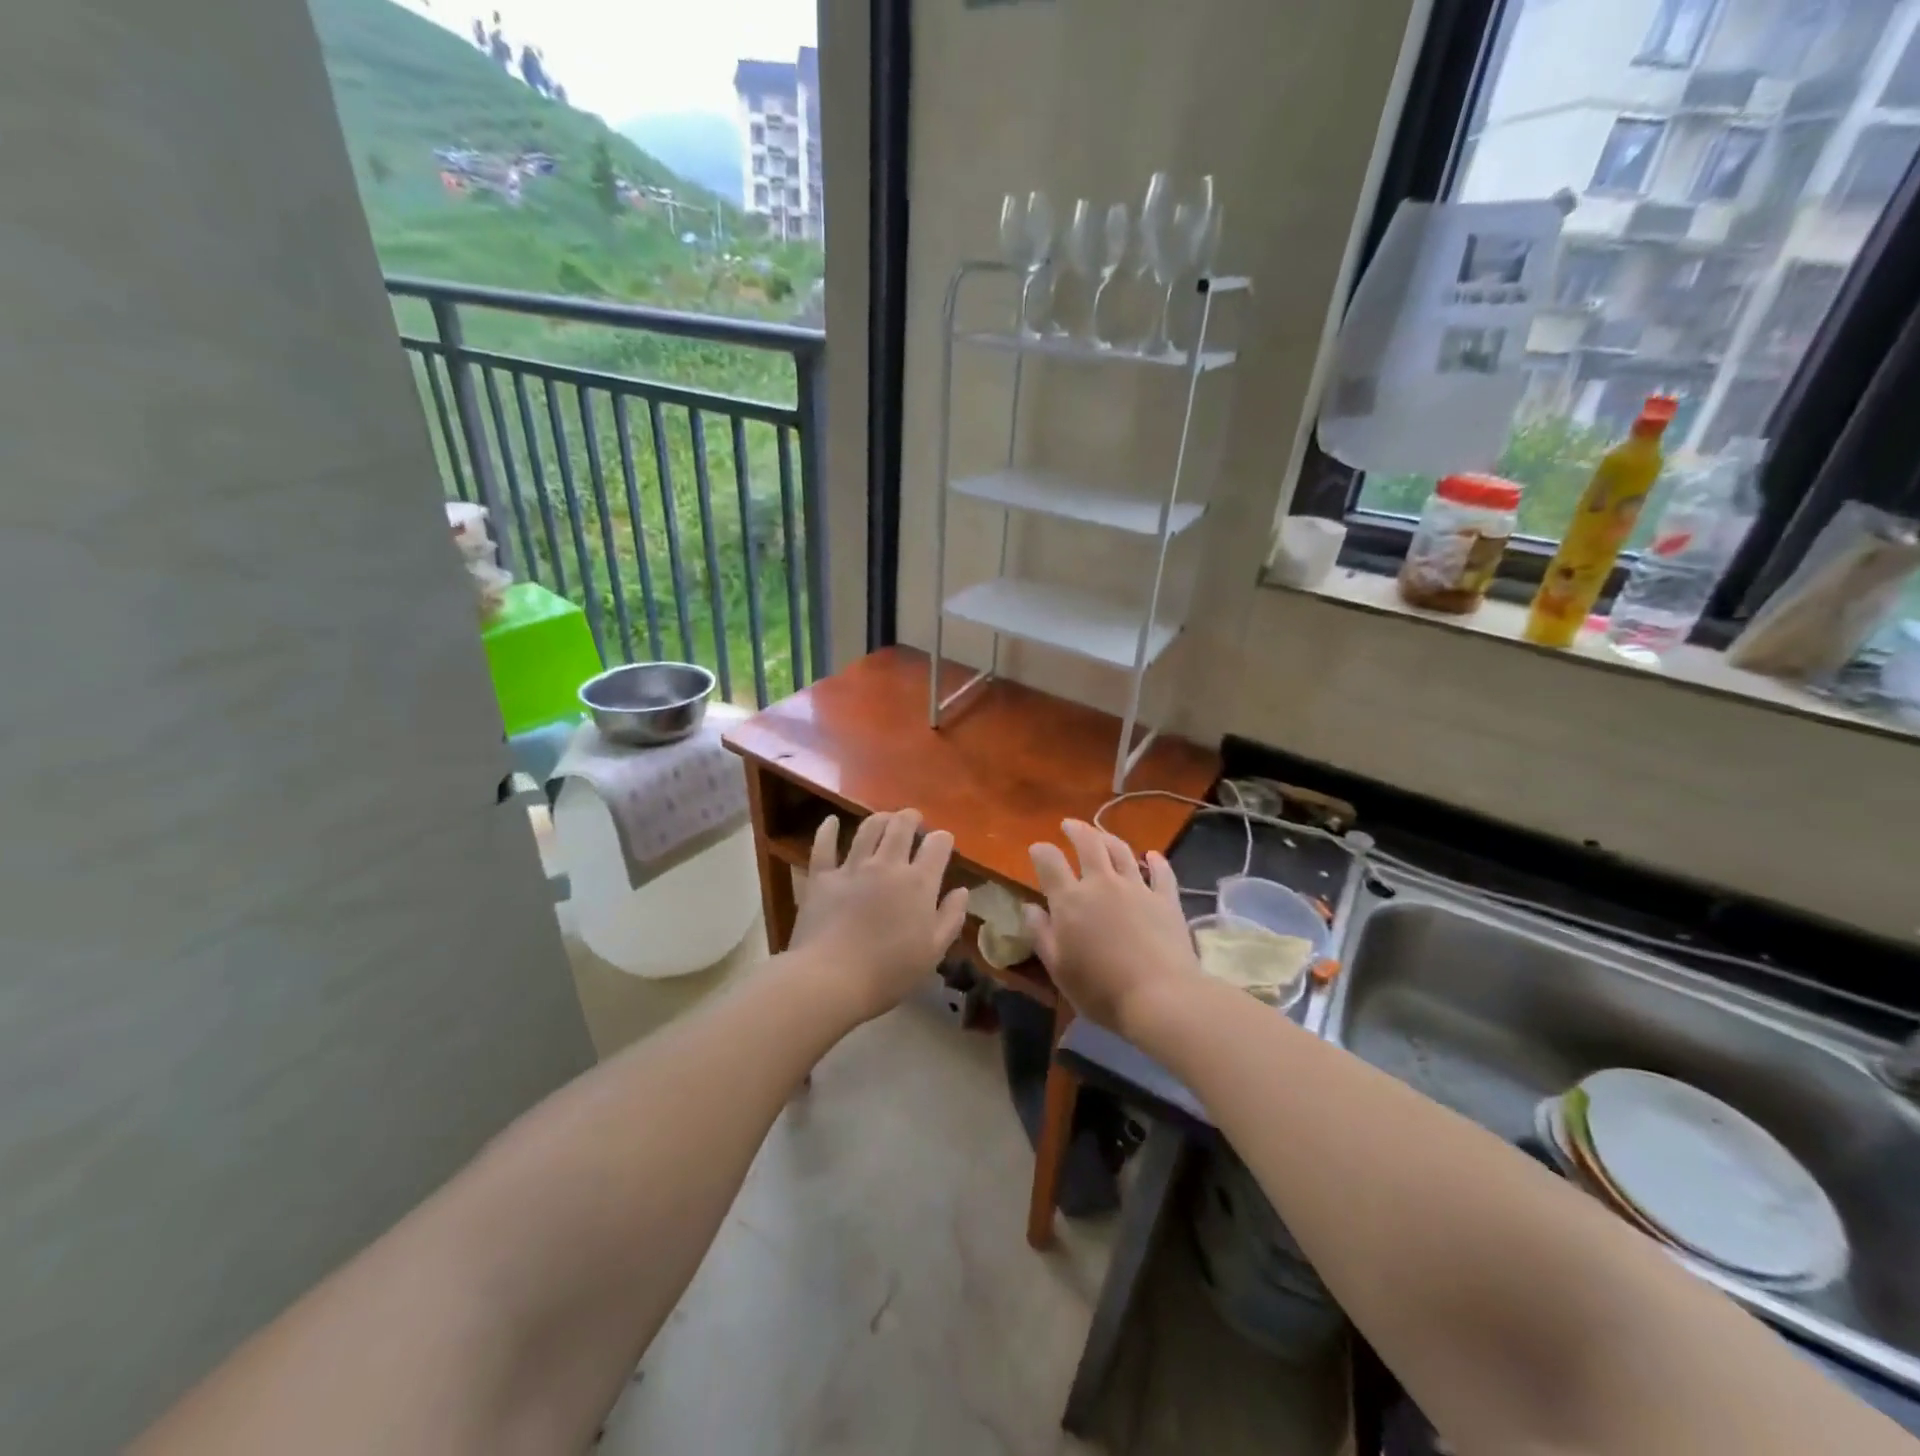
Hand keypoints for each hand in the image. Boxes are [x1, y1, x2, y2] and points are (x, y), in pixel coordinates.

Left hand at [788, 809, 969, 1022]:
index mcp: (918, 883)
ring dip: (879, 818)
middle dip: (911, 818)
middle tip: (913, 819)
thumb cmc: (889, 971)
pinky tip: (830, 821)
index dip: (943, 839)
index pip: (937, 846)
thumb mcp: (933, 951)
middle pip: (901, 827)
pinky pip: (824, 846)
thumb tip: (961, 890)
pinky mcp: (822, 877)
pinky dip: (827, 830)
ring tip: (884, 818)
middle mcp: (887, 865)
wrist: (831, 978)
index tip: (943, 842)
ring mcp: (852, 868)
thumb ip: (951, 917)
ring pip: (867, 829)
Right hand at [1025, 820, 1198, 1035]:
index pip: (1050, 862)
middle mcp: (1102, 884)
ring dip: (1108, 838)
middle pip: (1089, 844)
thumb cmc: (1100, 990)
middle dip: (1076, 830)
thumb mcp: (1059, 968)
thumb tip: (1029, 907)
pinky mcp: (1166, 900)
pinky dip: (1156, 861)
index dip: (1041, 851)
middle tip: (1069, 824)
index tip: (1037, 849)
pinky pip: (1161, 872)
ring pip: (1122, 851)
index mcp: (1070, 900)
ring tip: (1101, 835)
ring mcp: (1137, 888)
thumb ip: (1041, 934)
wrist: (1160, 997)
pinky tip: (1152, 856)